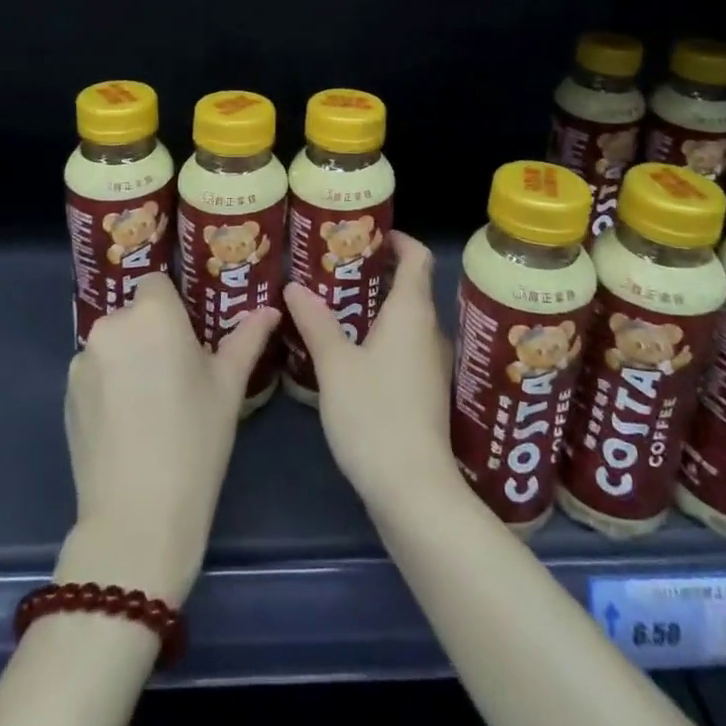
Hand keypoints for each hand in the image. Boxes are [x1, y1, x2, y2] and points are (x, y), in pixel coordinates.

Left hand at [54, 273, 278, 604]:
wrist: (137, 516)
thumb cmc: (195, 440)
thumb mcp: (228, 386)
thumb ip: (248, 338)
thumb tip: (270, 309)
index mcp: (153, 314)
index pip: (157, 282)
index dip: (173, 305)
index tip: (189, 335)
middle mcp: (112, 325)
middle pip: (134, 313)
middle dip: (152, 333)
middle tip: (176, 373)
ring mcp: (83, 360)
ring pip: (113, 343)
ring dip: (129, 358)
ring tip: (150, 403)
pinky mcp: (65, 394)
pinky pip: (94, 372)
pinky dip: (108, 385)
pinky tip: (126, 422)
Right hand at [283, 231, 458, 520]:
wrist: (414, 492)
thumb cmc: (375, 415)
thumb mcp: (335, 365)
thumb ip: (316, 322)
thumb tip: (295, 286)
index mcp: (412, 313)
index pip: (418, 258)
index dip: (399, 239)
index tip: (369, 233)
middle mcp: (429, 332)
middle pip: (411, 287)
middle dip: (377, 273)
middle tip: (337, 268)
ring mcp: (431, 366)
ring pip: (406, 321)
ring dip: (377, 308)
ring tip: (336, 305)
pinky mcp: (425, 394)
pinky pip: (404, 348)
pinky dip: (381, 337)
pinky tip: (350, 352)